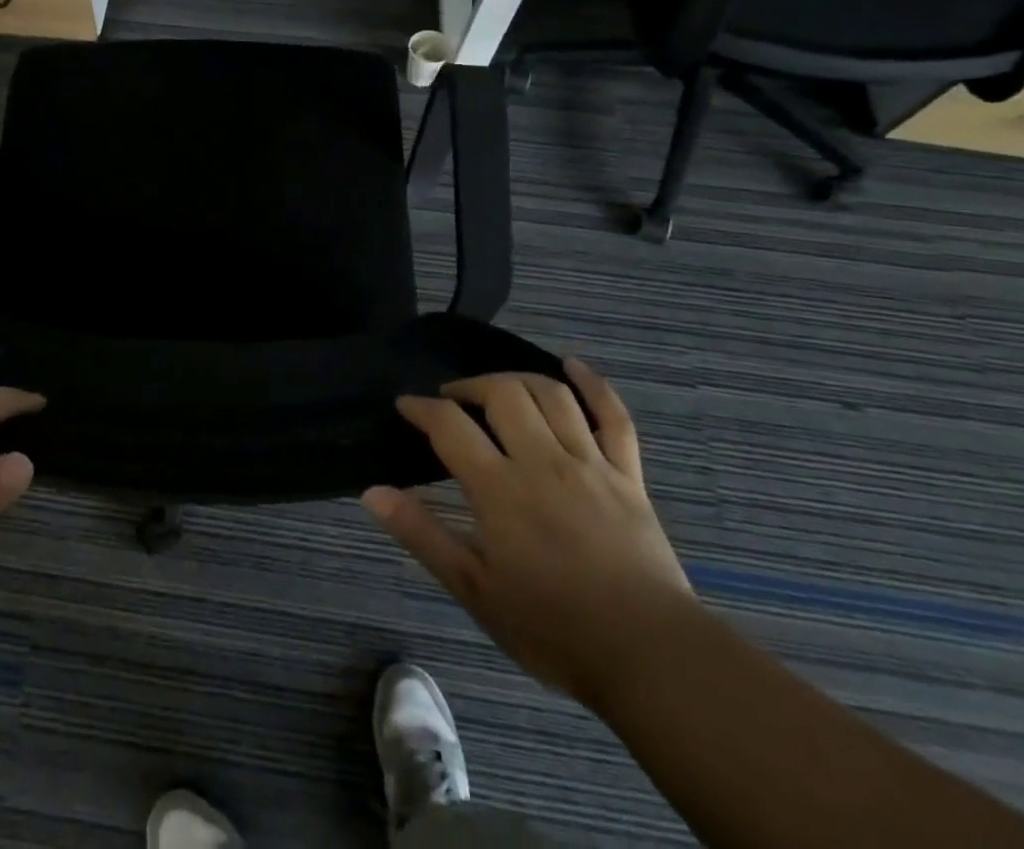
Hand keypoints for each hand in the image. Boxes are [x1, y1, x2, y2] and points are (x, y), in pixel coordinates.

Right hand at [362, 358, 693, 707]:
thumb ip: (422, 534)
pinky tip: (572, 366)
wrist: (651, 657)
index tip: (405, 405)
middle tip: (453, 399)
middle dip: (469, 386)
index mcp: (499, 488)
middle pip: (502, 393)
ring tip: (499, 389)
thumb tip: (372, 492)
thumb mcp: (474, 589)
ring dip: (518, 380)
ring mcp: (590, 463)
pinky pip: (614, 417)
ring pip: (551, 395)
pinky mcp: (629, 476)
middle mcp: (542, 461)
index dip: (421, 407)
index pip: (450, 425)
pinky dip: (593, 385)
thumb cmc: (553, 627)